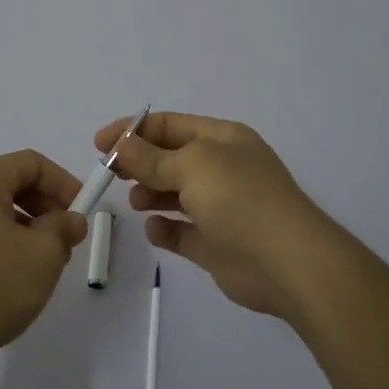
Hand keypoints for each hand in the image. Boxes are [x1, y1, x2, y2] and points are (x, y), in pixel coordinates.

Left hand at [0, 149, 87, 373]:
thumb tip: (70, 220)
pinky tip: (13, 276)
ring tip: (44, 264)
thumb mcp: (42, 255)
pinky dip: (3, 242)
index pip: (32, 164)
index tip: (83, 214)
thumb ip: (63, 229)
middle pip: (12, 184)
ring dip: (27, 228)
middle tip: (68, 241)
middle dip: (46, 208)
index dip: (64, 184)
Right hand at [93, 111, 344, 320]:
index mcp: (222, 139)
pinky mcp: (217, 244)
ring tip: (135, 202)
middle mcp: (222, 168)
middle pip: (170, 158)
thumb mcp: (192, 165)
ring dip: (150, 194)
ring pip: (175, 194)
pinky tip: (155, 229)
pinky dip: (165, 228)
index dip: (133, 130)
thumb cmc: (240, 199)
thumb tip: (121, 145)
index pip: (170, 125)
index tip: (100, 143)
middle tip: (110, 172)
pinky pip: (182, 231)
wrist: (288, 263)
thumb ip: (151, 157)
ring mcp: (221, 207)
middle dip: (139, 162)